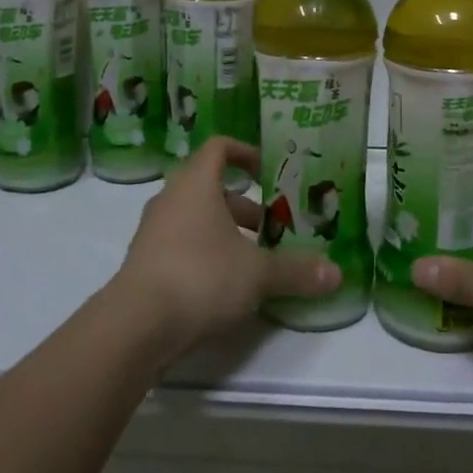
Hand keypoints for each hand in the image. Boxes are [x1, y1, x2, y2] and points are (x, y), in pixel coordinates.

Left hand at [113, 137, 340, 359]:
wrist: (136, 324)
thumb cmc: (201, 276)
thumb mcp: (257, 273)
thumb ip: (296, 271)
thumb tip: (336, 274)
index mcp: (196, 183)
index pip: (219, 147)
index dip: (245, 152)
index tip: (269, 170)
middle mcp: (171, 198)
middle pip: (210, 187)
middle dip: (245, 205)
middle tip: (273, 227)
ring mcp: (153, 230)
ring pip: (196, 218)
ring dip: (226, 232)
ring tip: (255, 260)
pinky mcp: (145, 261)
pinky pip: (181, 244)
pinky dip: (205, 253)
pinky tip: (226, 284)